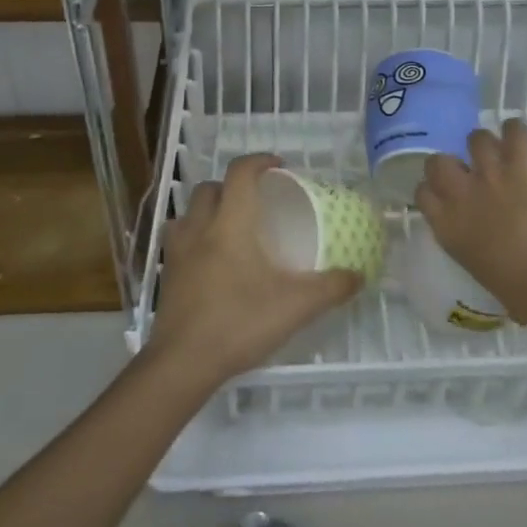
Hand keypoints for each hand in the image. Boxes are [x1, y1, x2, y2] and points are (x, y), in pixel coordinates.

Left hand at [147, 153, 361, 388]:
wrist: (182, 364)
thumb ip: (331, 288)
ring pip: (188, 212)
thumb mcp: (296, 306)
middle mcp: (199, 228)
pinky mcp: (167, 275)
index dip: (260, 161)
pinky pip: (179, 240)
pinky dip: (194, 237)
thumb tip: (359, 275)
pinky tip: (211, 261)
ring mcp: (177, 252)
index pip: (240, 173)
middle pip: (210, 188)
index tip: (279, 167)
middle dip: (233, 186)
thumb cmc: (239, 323)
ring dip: (208, 210)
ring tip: (230, 227)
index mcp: (230, 224)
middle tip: (257, 202)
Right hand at [415, 119, 526, 326]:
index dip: (435, 190)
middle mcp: (460, 192)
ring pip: (476, 138)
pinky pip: (514, 128)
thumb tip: (489, 251)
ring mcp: (490, 170)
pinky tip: (523, 141)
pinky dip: (517, 132)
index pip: (423, 193)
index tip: (449, 195)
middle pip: (439, 161)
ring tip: (503, 154)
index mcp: (446, 226)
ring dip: (488, 146)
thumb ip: (475, 250)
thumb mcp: (482, 272)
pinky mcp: (521, 158)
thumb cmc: (522, 292)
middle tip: (473, 173)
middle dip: (453, 163)